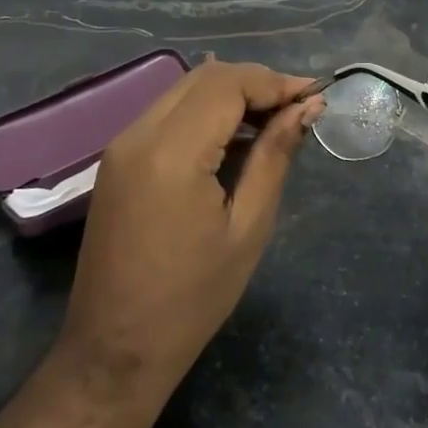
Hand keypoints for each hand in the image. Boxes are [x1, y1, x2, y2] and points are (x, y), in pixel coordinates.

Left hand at [58, 60, 320, 403]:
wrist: (114, 350)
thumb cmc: (191, 299)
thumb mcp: (248, 227)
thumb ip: (275, 156)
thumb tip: (306, 107)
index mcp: (171, 153)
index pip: (227, 84)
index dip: (274, 82)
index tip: (313, 97)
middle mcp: (138, 134)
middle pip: (205, 77)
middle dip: (255, 82)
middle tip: (297, 108)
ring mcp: (122, 144)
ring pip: (185, 89)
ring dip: (231, 94)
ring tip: (274, 121)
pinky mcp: (117, 158)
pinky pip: (167, 113)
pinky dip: (205, 112)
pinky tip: (234, 138)